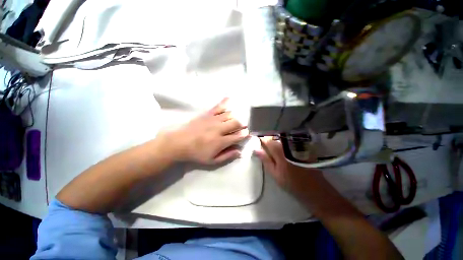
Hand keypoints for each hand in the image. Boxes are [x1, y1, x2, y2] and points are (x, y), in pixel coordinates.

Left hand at [162, 98, 248, 163]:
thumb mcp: (212, 160)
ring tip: (238, 118)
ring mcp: (213, 120)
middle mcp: (219, 129)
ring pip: (230, 114)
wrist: (179, 143)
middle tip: (244, 126)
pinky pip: (218, 106)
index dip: (245, 134)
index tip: (247, 134)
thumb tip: (240, 152)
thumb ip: (227, 156)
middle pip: (236, 123)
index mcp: (220, 141)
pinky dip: (225, 102)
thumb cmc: (196, 153)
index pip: (238, 136)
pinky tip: (230, 99)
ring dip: (237, 116)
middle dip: (243, 124)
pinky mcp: (207, 114)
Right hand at [254, 137, 323, 189]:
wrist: (315, 189)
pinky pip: (289, 142)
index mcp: (280, 152)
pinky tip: (285, 153)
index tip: (258, 143)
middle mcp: (288, 145)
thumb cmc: (292, 183)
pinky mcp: (303, 147)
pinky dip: (284, 145)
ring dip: (277, 144)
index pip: (268, 140)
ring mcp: (297, 146)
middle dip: (269, 142)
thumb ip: (265, 160)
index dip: (262, 140)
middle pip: (275, 139)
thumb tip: (256, 149)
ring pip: (282, 140)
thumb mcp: (275, 174)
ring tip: (275, 153)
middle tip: (266, 150)